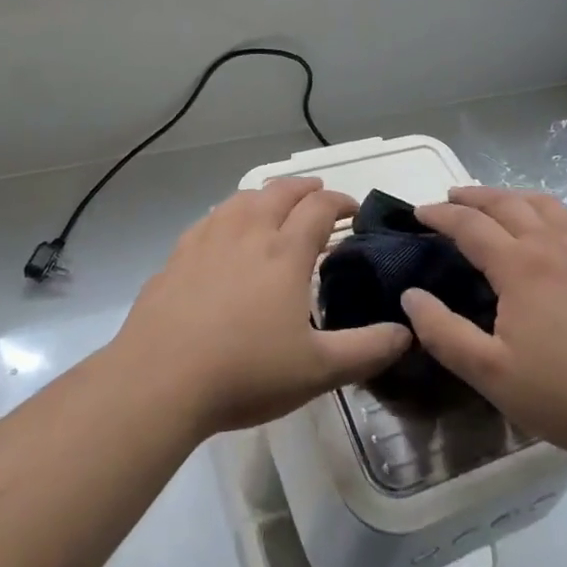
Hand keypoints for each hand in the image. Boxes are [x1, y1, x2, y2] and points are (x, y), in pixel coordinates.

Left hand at [112, 178, 412, 438]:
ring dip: (267, 194)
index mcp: (285, 253)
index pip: (319, 208)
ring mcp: (209, 239)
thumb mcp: (316, 371)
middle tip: (319, 195)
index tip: (352, 210)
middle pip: (280, 192)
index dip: (340, 201)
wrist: (160, 379)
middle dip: (305, 188)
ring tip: (275, 203)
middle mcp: (249, 232)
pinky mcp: (179, 254)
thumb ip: (366, 350)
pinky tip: (226, 230)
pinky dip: (230, 213)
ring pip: (243, 198)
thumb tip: (407, 332)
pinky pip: (211, 218)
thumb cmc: (244, 372)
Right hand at [401, 186, 566, 462]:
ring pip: (541, 204)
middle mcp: (552, 245)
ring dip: (508, 196)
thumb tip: (410, 297)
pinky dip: (541, 208)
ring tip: (491, 203)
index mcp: (521, 266)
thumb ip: (444, 333)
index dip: (441, 215)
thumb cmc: (563, 395)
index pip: (470, 225)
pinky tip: (541, 227)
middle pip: (505, 203)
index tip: (418, 213)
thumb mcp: (490, 373)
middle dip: (472, 196)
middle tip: (448, 198)